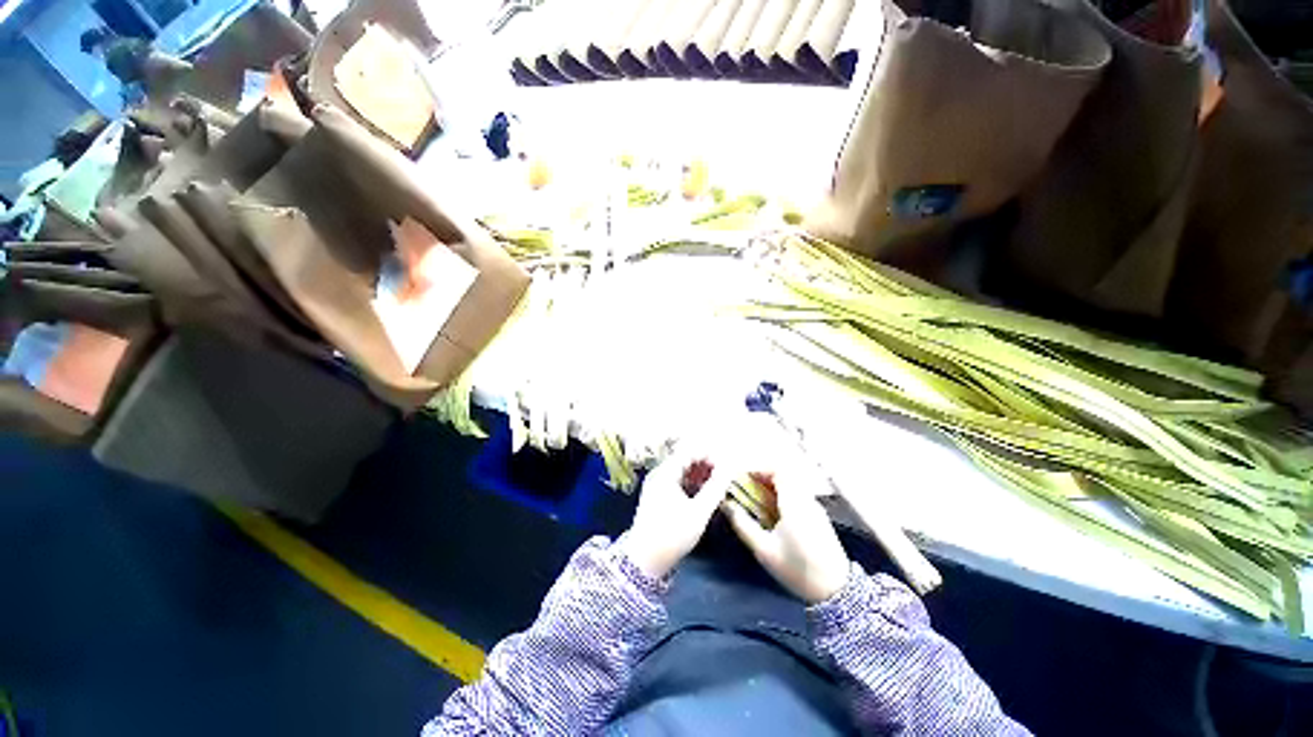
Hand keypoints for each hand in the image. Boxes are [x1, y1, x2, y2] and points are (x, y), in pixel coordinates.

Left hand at [619, 451, 731, 578]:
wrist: (644, 561)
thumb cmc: (672, 535)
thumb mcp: (698, 512)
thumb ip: (715, 488)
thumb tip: (729, 469)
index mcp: (665, 473)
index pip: (690, 452)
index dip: (709, 455)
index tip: (727, 466)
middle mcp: (659, 474)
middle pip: (685, 460)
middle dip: (706, 465)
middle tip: (724, 477)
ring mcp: (656, 484)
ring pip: (682, 471)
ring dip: (700, 475)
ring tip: (717, 486)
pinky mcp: (657, 496)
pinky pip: (677, 481)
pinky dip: (691, 484)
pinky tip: (703, 495)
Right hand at [724, 468, 850, 603]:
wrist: (836, 591)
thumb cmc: (797, 569)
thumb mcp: (764, 550)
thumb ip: (743, 524)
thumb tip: (726, 505)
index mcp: (794, 503)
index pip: (778, 470)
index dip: (759, 469)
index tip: (743, 479)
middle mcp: (807, 499)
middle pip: (784, 475)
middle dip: (762, 478)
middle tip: (747, 490)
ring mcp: (815, 507)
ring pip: (791, 484)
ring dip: (772, 487)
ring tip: (756, 502)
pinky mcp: (818, 516)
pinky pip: (797, 495)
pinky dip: (782, 496)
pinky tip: (773, 514)